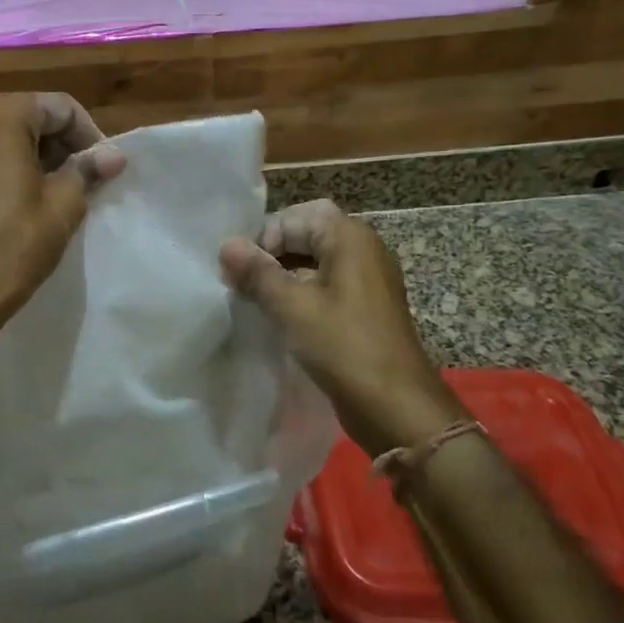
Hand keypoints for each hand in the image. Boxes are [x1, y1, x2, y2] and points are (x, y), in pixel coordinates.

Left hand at [0, 93, 124, 339]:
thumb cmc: (16, 244)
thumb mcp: (64, 205)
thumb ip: (87, 169)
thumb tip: (113, 155)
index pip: (58, 107)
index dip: (86, 133)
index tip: (99, 165)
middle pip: (20, 117)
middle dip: (52, 143)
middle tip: (74, 177)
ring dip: (18, 156)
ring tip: (38, 192)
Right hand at [220, 200, 458, 456]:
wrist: (396, 406)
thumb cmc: (343, 347)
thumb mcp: (292, 307)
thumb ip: (257, 273)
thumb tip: (227, 245)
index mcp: (350, 238)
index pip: (295, 216)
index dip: (263, 237)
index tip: (239, 270)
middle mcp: (363, 249)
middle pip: (306, 234)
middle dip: (271, 255)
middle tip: (241, 283)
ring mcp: (367, 280)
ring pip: (315, 262)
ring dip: (283, 276)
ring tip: (254, 301)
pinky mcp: (365, 307)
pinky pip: (326, 286)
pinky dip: (301, 294)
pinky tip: (279, 318)